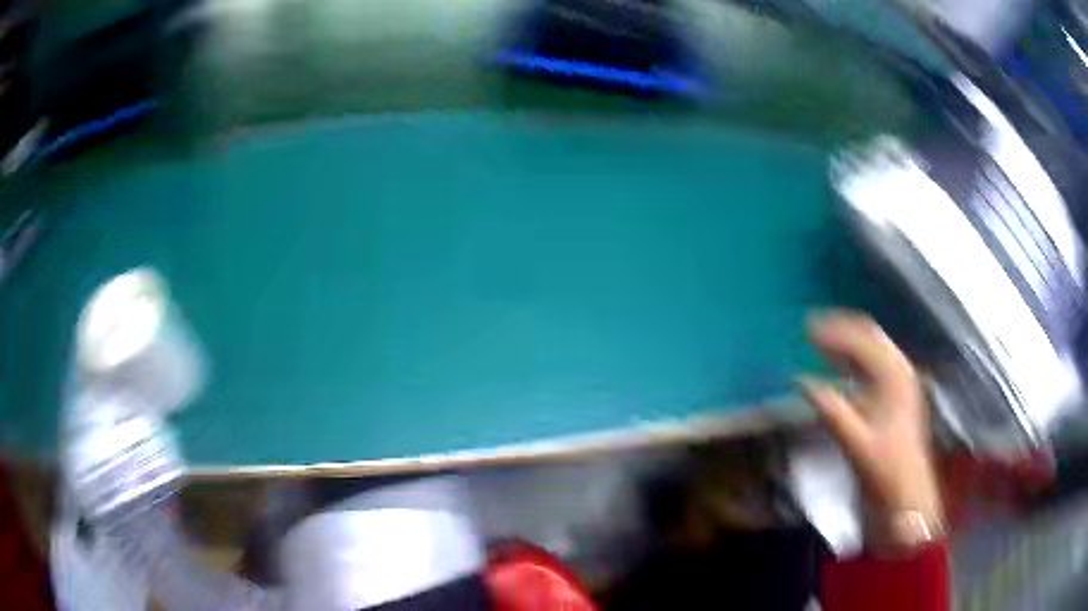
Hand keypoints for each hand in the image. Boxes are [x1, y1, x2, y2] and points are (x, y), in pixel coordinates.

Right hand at [798, 311, 943, 550]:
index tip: (806, 330)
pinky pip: (873, 365)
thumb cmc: (884, 468)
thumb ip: (830, 410)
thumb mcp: (855, 442)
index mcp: (894, 376)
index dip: (833, 332)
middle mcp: (900, 371)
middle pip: (869, 335)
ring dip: (846, 343)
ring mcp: (901, 382)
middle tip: (812, 330)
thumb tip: (800, 381)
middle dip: (841, 329)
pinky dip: (854, 361)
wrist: (907, 493)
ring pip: (872, 348)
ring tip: (820, 344)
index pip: (862, 339)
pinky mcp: (897, 395)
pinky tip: (838, 369)